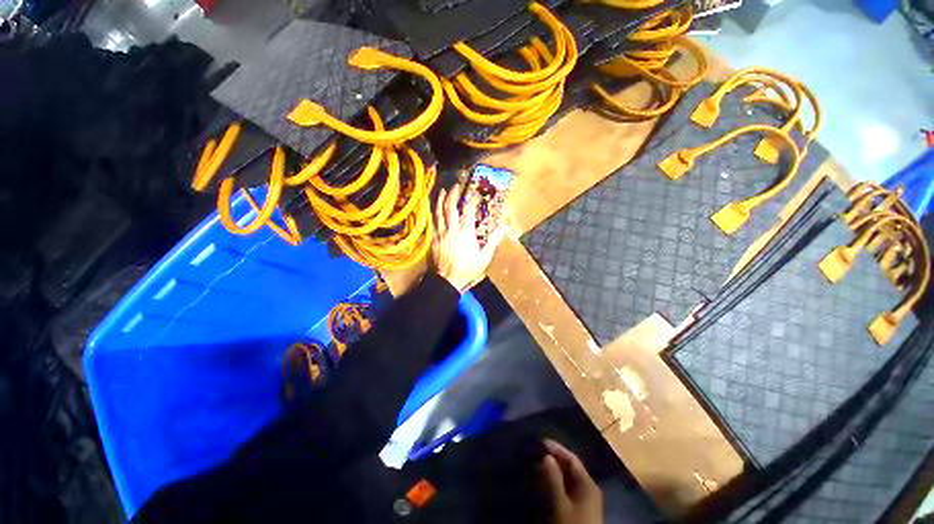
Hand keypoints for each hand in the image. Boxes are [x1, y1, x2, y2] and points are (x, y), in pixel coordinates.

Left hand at [432, 184, 504, 291]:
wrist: (446, 280)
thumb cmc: (467, 269)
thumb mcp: (484, 257)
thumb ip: (493, 241)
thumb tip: (502, 226)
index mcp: (466, 233)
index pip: (468, 211)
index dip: (471, 201)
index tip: (475, 194)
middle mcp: (452, 229)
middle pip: (451, 207)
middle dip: (453, 194)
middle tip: (455, 186)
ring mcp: (441, 233)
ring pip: (439, 212)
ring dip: (441, 200)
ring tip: (443, 191)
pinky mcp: (434, 239)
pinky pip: (434, 222)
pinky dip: (435, 213)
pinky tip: (435, 209)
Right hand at [540, 439, 602, 523]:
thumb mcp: (560, 504)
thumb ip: (553, 478)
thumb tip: (546, 456)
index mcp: (588, 483)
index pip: (571, 458)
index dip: (556, 448)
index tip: (539, 442)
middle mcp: (588, 488)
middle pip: (570, 468)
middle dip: (553, 460)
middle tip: (535, 453)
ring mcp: (585, 501)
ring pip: (567, 479)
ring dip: (553, 472)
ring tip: (536, 466)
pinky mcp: (580, 511)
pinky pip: (566, 490)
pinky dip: (555, 484)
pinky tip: (544, 484)